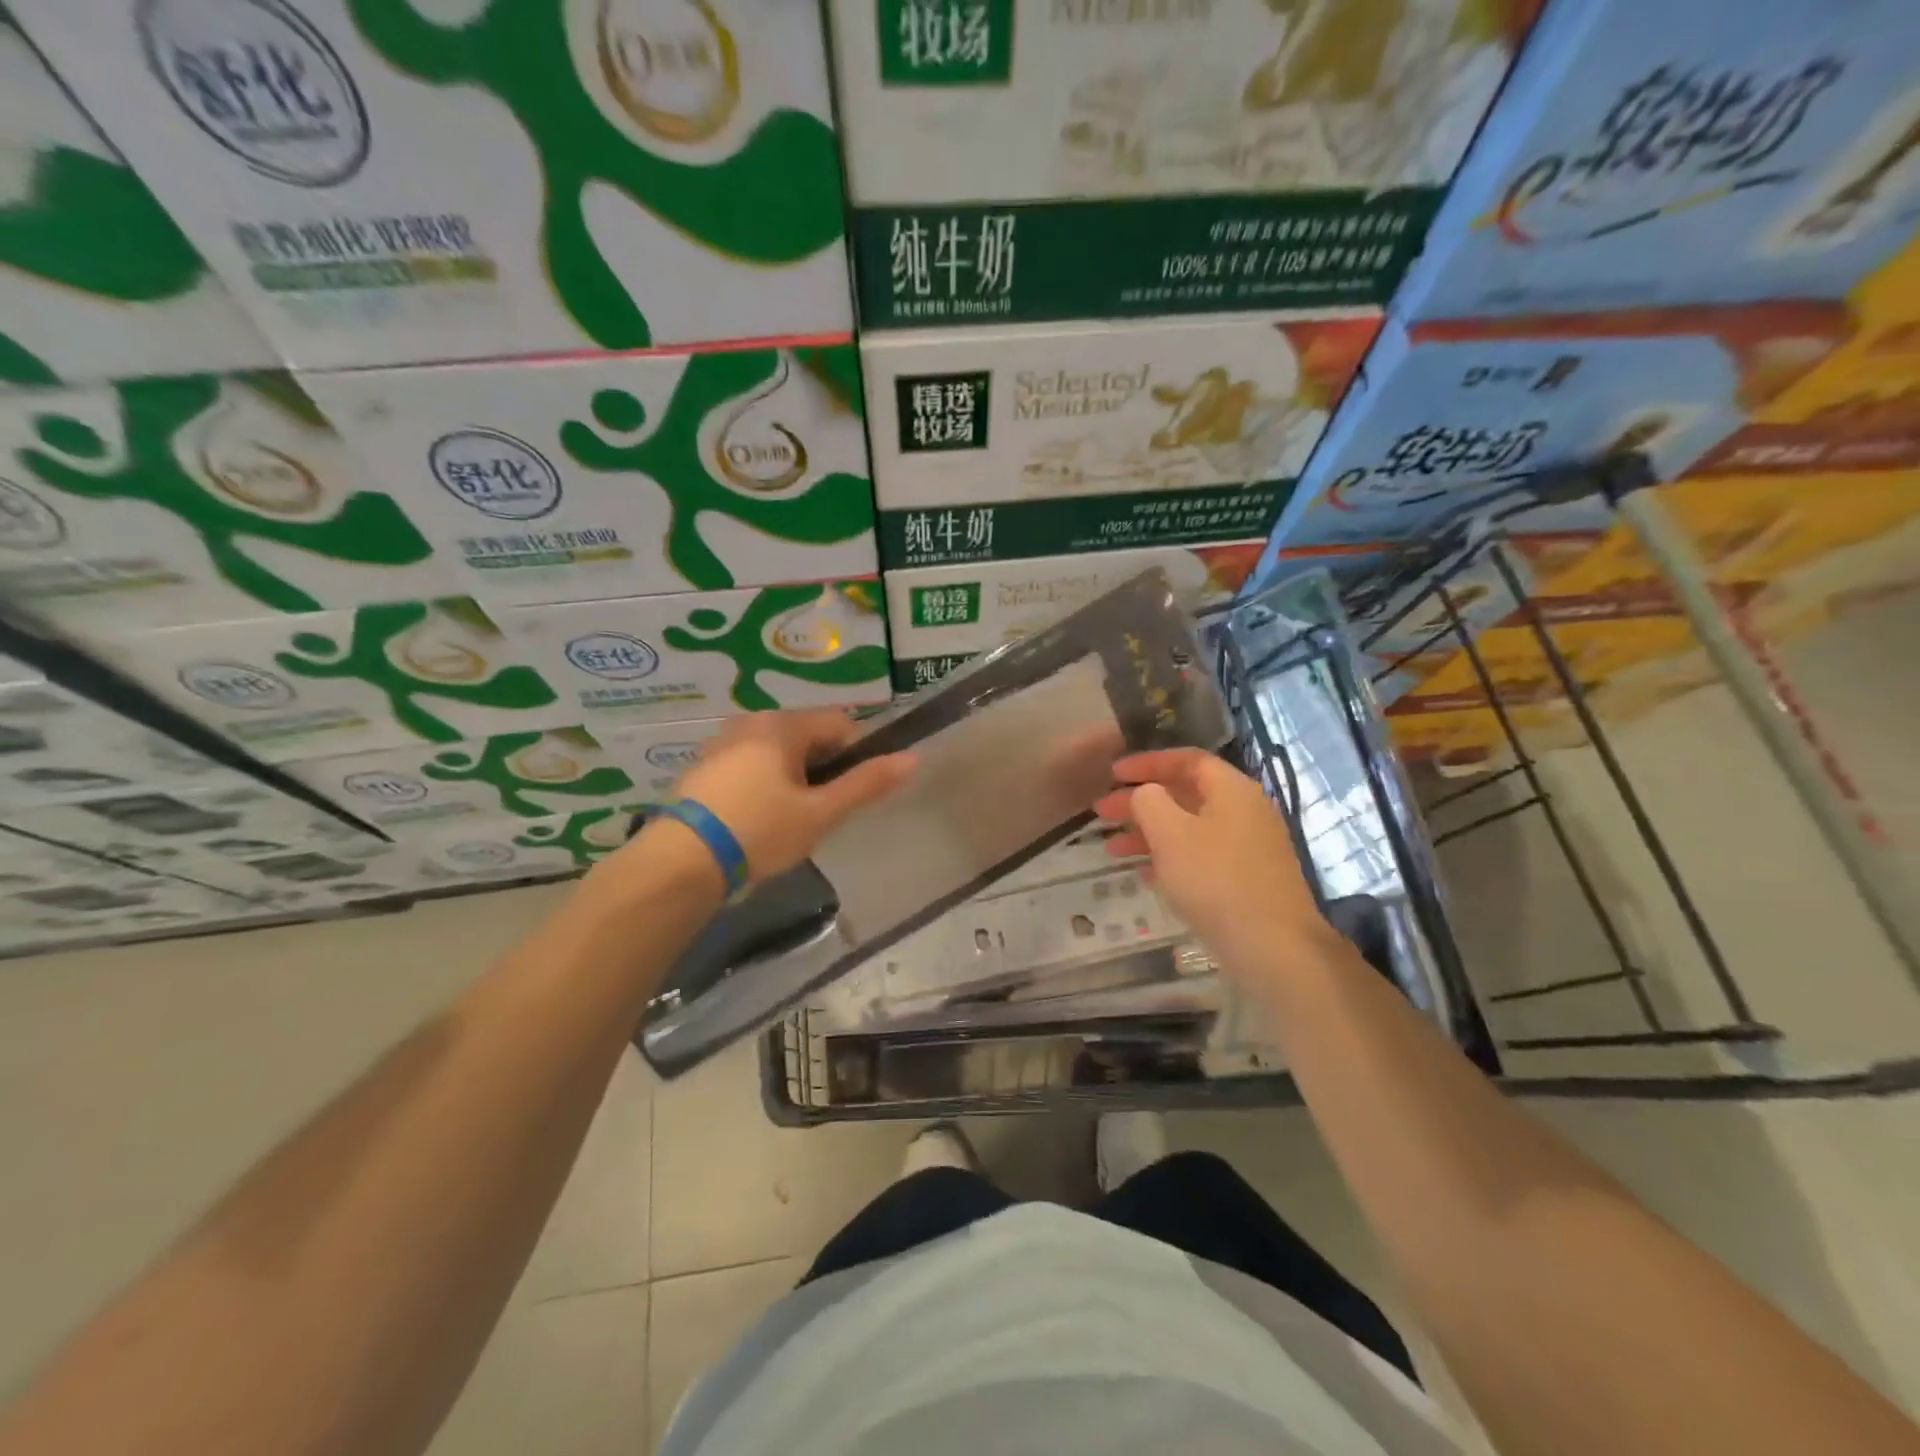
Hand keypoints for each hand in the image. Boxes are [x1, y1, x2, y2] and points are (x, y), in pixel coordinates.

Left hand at [662, 709, 913, 882]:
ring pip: (775, 753)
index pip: (839, 724)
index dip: (855, 756)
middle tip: (817, 813)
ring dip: (790, 779)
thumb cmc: (759, 831)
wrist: (680, 863)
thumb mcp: (820, 813)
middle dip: (820, 769)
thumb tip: (913, 759)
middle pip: (806, 737)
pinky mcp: (701, 769)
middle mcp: (749, 722)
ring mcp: (720, 744)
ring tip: (784, 822)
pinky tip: (753, 821)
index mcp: (781, 725)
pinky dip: (760, 785)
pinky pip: (747, 766)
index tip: (846, 794)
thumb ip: (866, 784)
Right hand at [1094, 748, 1334, 977]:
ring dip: (1148, 834)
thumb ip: (1149, 801)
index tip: (1113, 773)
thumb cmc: (1215, 880)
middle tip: (1101, 813)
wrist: (1273, 947)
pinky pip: (1200, 856)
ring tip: (1112, 850)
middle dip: (1140, 802)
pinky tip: (1143, 874)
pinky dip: (1169, 858)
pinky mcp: (1246, 880)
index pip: (1187, 760)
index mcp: (1232, 790)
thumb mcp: (1170, 833)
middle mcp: (1245, 811)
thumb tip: (1146, 793)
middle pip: (1185, 794)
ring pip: (1189, 828)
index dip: (1146, 762)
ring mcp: (1248, 848)